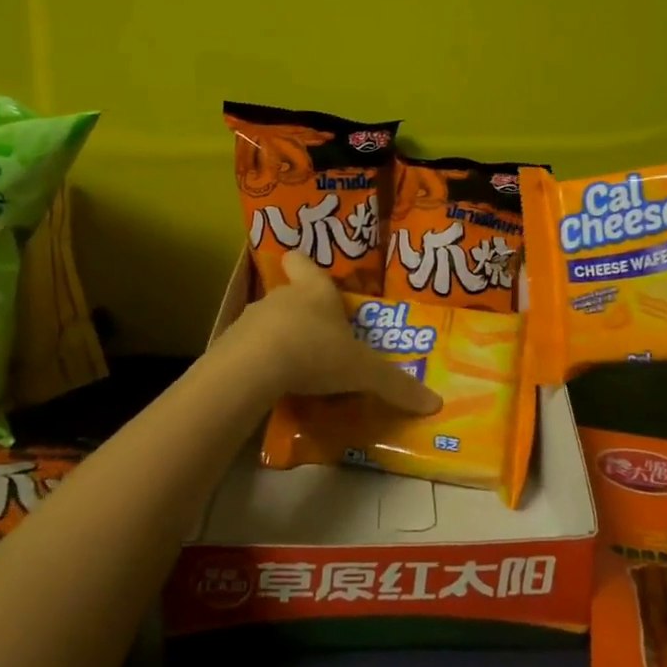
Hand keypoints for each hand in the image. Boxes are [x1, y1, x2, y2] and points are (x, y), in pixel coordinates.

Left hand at [212, 252, 441, 414]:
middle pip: (291, 294)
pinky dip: (259, 362)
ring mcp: (253, 319)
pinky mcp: (231, 345)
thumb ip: (395, 386)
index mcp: (316, 292)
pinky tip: (270, 384)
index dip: (304, 264)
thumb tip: (435, 403)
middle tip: (319, 336)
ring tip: (295, 367)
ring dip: (280, 338)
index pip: (304, 263)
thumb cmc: (316, 353)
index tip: (302, 265)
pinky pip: (249, 349)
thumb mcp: (362, 372)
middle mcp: (283, 297)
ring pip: (269, 321)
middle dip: (303, 312)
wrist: (253, 368)